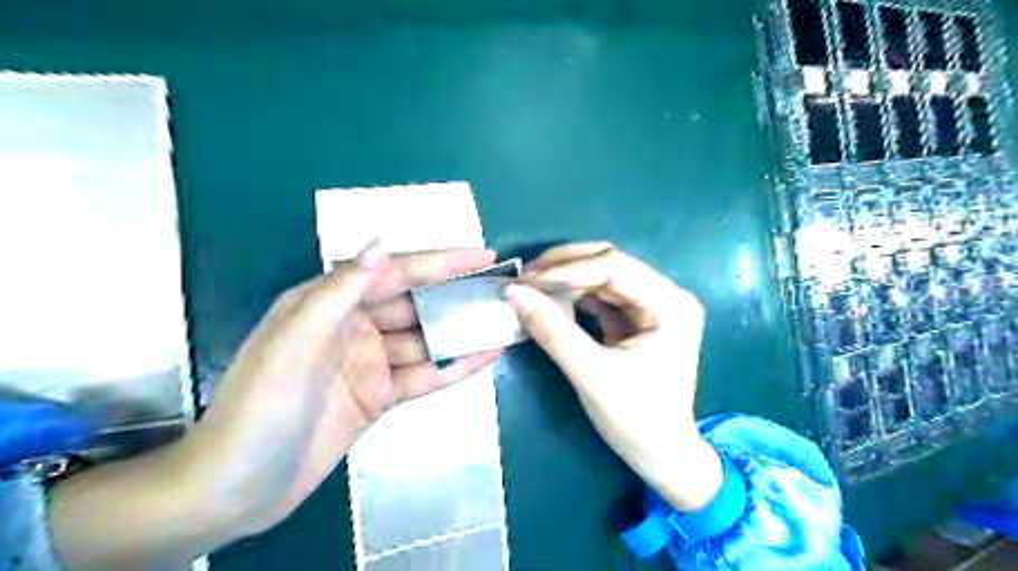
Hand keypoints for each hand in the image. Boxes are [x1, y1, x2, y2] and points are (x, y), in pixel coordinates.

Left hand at [190, 239, 500, 527]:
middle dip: (457, 294)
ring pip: (425, 339)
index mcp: (330, 302)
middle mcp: (354, 325)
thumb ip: (342, 289)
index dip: (441, 262)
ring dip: (461, 331)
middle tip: (500, 289)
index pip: (396, 272)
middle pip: (416, 303)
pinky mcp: (380, 394)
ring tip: (502, 321)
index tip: (483, 255)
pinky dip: (454, 366)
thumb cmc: (264, 402)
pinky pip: (424, 374)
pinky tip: (486, 356)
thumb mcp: (298, 338)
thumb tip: (381, 244)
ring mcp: (370, 362)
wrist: (241, 486)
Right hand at [505, 243, 718, 510]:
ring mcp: (651, 306)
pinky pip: (600, 296)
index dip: (568, 270)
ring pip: (602, 276)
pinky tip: (548, 299)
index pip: (615, 267)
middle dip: (564, 267)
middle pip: (609, 263)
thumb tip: (513, 291)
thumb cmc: (636, 420)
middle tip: (525, 277)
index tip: (527, 280)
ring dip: (565, 279)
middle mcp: (666, 295)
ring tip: (530, 286)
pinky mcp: (636, 319)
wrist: (661, 456)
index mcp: (671, 304)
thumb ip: (552, 331)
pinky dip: (572, 295)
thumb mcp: (591, 375)